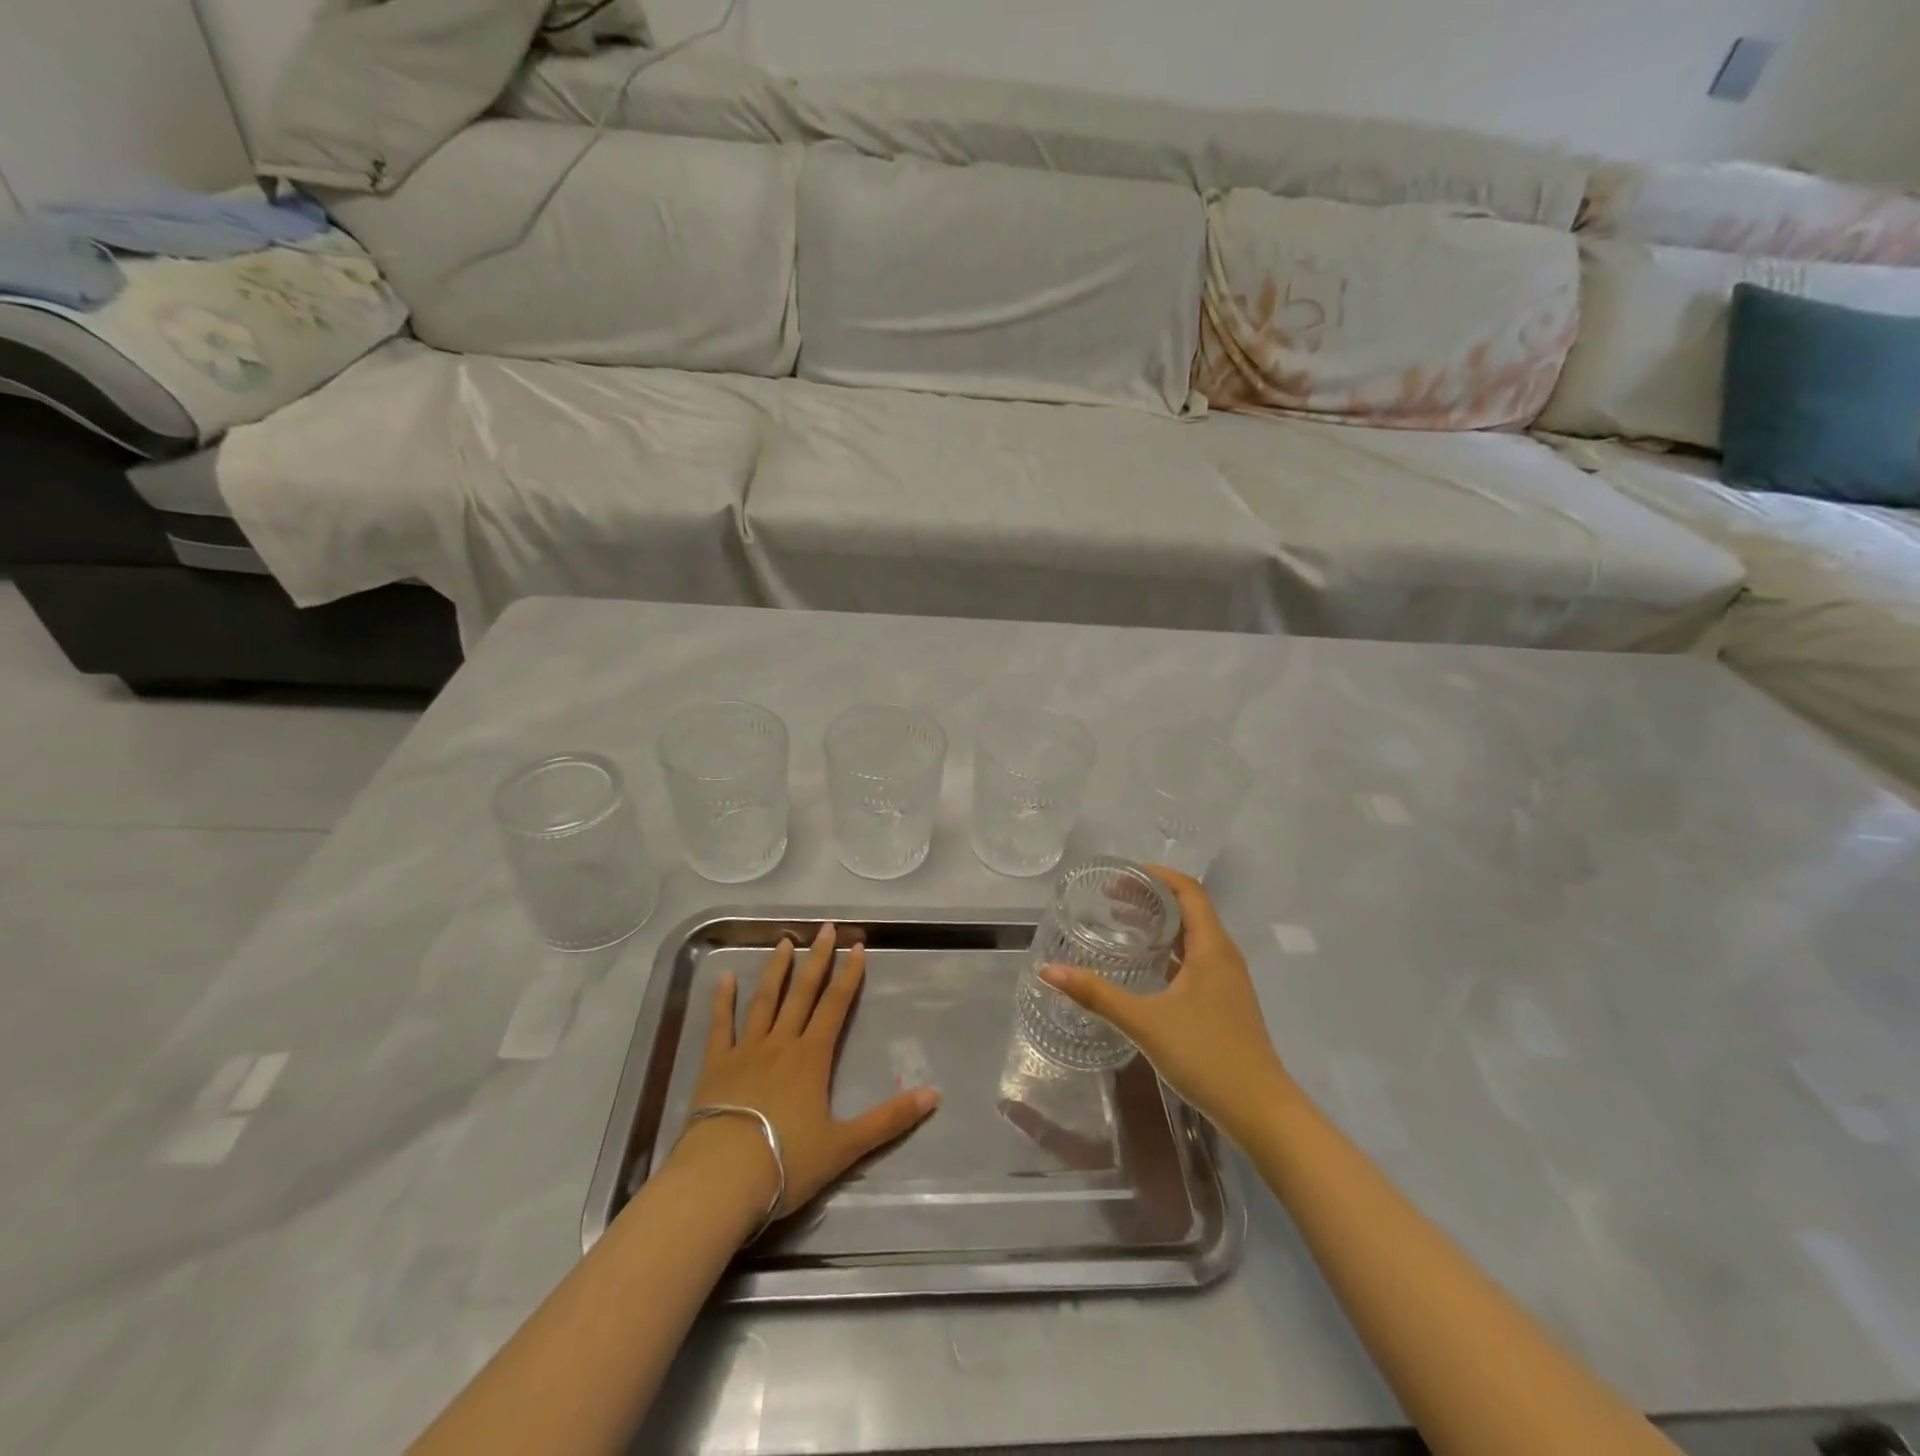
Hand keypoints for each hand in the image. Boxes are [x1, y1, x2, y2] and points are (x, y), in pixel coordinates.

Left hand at [678, 923, 940, 1221]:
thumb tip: (935, 1094)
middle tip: (825, 928)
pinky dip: (722, 1000)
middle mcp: (781, 1043)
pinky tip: (724, 977)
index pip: (836, 1006)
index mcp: (812, 1057)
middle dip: (817, 959)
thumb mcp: (846, 1146)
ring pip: (764, 1000)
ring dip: (776, 969)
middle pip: (802, 993)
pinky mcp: (715, 1065)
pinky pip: (720, 1025)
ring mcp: (745, 1051)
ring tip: (784, 941)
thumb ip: (889, 1119)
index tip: (858, 946)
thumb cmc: (786, 1162)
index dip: (849, 975)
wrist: (722, 1179)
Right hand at [1040, 867, 1289, 1143]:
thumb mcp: (1145, 1022)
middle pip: (1189, 909)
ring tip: (1121, 925)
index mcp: (1211, 947)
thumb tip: (1049, 970)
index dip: (1155, 876)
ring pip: (1192, 937)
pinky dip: (1168, 952)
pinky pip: (1194, 960)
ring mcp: (1227, 981)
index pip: (1188, 890)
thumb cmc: (1206, 1056)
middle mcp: (1223, 956)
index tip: (1119, 875)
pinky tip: (1144, 968)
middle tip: (1109, 898)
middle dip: (1151, 898)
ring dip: (1160, 925)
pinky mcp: (1224, 1002)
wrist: (1261, 1112)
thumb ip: (1097, 994)